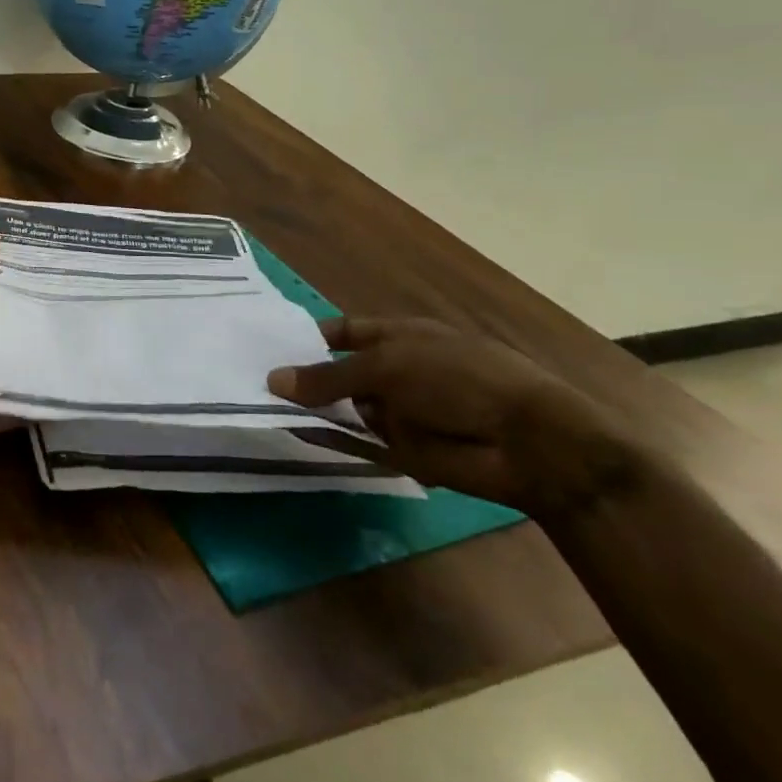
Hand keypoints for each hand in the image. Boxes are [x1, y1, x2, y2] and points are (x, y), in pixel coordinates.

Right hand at [268, 317, 649, 520]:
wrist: (529, 444)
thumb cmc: (460, 379)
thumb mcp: (388, 366)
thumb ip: (330, 375)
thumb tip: (274, 380)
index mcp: (400, 337)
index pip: (344, 332)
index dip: (310, 337)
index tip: (269, 346)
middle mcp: (396, 372)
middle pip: (339, 372)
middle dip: (303, 375)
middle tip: (252, 378)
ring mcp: (398, 412)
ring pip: (343, 408)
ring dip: (311, 409)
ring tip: (259, 405)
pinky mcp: (401, 450)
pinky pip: (355, 442)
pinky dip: (327, 439)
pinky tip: (292, 434)